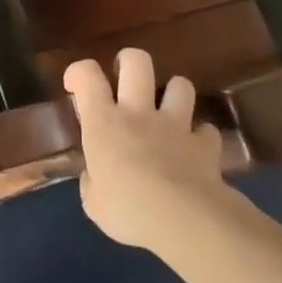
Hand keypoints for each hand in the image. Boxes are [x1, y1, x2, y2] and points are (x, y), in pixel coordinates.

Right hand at [65, 49, 232, 251]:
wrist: (184, 221)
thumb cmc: (127, 209)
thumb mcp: (94, 203)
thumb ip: (92, 183)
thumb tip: (95, 178)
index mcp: (103, 121)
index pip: (87, 74)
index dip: (78, 72)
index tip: (75, 87)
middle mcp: (138, 112)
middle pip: (136, 61)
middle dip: (129, 61)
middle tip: (124, 81)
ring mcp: (175, 125)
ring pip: (180, 84)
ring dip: (173, 93)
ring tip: (168, 111)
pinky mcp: (204, 144)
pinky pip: (206, 130)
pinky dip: (200, 136)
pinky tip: (195, 149)